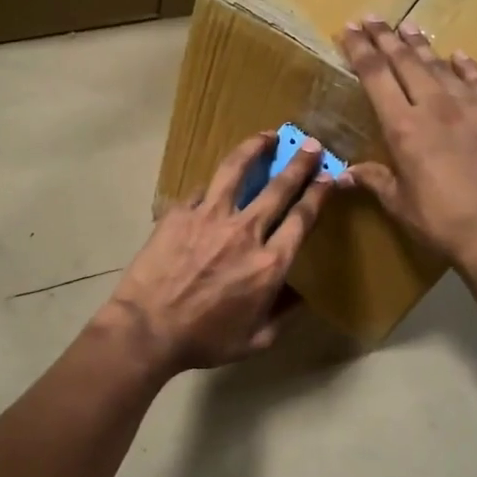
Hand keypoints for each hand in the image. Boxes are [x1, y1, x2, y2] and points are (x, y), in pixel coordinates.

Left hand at [102, 131, 330, 373]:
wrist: (148, 329)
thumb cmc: (204, 340)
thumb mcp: (255, 340)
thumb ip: (283, 314)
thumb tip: (302, 296)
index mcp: (269, 264)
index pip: (302, 218)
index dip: (319, 194)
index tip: (328, 176)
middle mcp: (245, 232)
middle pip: (279, 187)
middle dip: (299, 163)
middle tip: (310, 144)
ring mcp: (209, 217)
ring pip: (237, 171)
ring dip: (255, 149)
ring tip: (266, 135)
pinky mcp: (180, 213)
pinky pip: (201, 191)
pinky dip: (212, 186)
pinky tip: (215, 183)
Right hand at [337, 17, 476, 270]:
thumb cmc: (440, 221)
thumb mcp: (399, 203)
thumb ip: (374, 179)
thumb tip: (343, 173)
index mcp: (404, 127)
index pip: (376, 76)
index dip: (361, 50)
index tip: (350, 29)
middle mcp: (436, 106)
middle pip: (406, 62)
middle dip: (386, 37)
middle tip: (373, 18)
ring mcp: (473, 107)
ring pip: (442, 66)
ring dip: (422, 46)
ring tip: (408, 27)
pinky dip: (467, 67)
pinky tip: (460, 56)